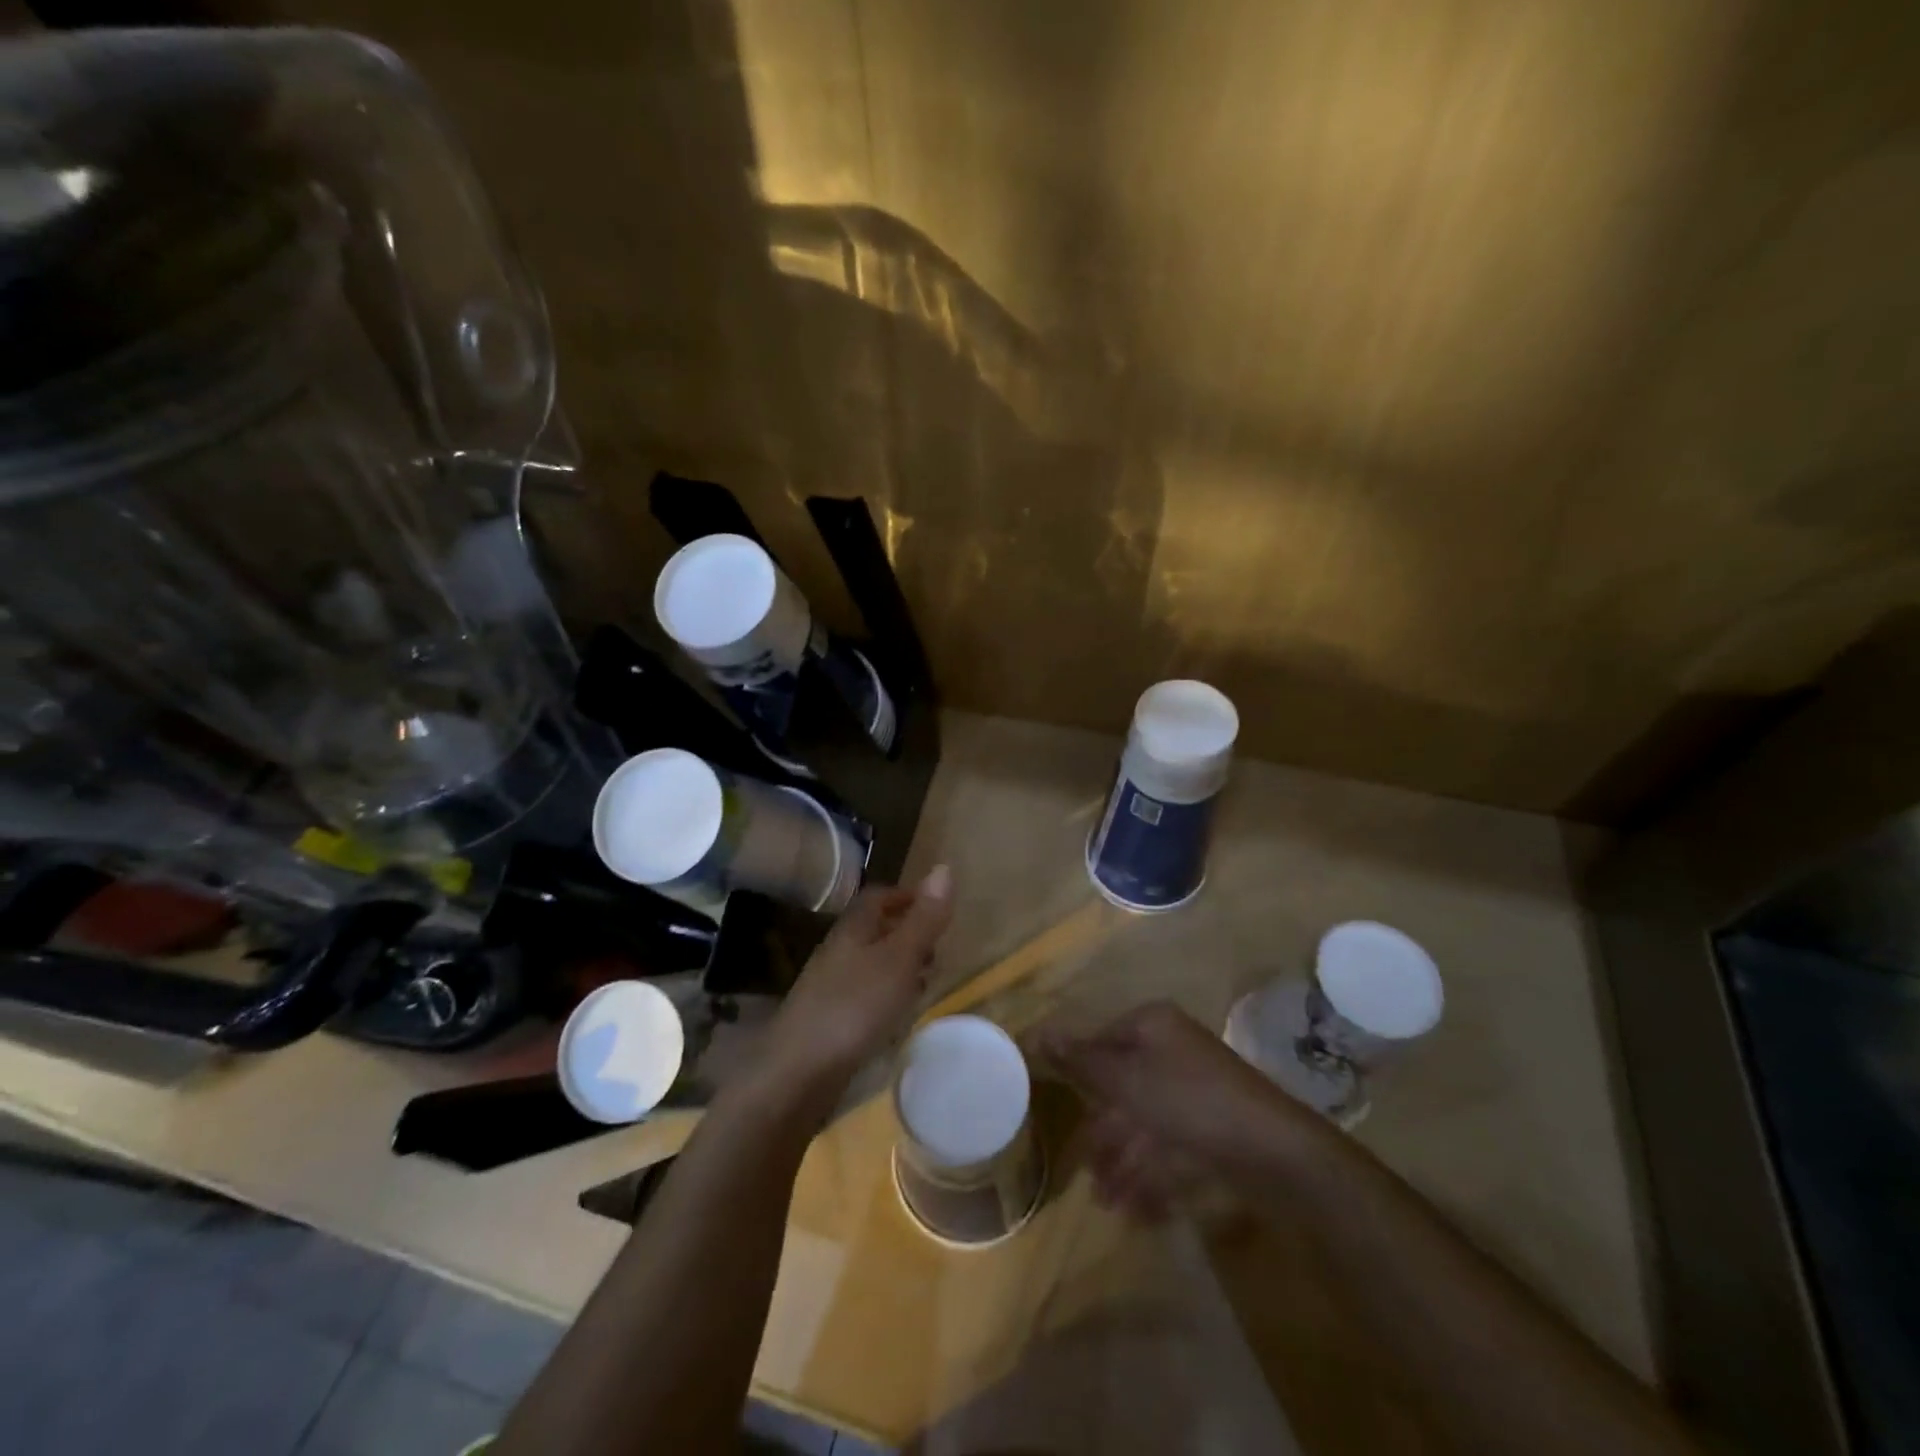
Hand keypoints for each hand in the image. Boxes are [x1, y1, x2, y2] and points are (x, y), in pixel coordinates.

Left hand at [758, 865, 954, 1102]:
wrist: (798, 1071)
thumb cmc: (855, 1006)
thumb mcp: (900, 958)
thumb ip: (923, 918)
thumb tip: (944, 868)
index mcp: (854, 929)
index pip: (878, 897)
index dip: (907, 896)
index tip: (936, 907)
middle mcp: (839, 951)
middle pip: (874, 929)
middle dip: (907, 932)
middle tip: (938, 946)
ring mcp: (830, 986)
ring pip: (871, 963)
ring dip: (899, 965)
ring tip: (926, 980)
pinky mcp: (829, 1019)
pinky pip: (864, 994)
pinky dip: (887, 994)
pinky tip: (898, 1015)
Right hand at [1037, 1001, 1306, 1219]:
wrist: (1274, 1152)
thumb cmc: (1189, 1101)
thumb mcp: (1125, 1079)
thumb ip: (1081, 1060)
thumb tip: (1038, 1031)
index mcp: (1152, 1027)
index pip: (1102, 1042)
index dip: (1080, 1075)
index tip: (1059, 1109)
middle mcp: (1172, 1051)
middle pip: (1123, 1087)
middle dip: (1102, 1134)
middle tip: (1086, 1172)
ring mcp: (1195, 1091)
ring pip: (1145, 1123)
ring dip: (1124, 1163)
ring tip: (1108, 1203)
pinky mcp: (1212, 1129)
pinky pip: (1170, 1148)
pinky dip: (1152, 1177)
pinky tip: (1137, 1211)